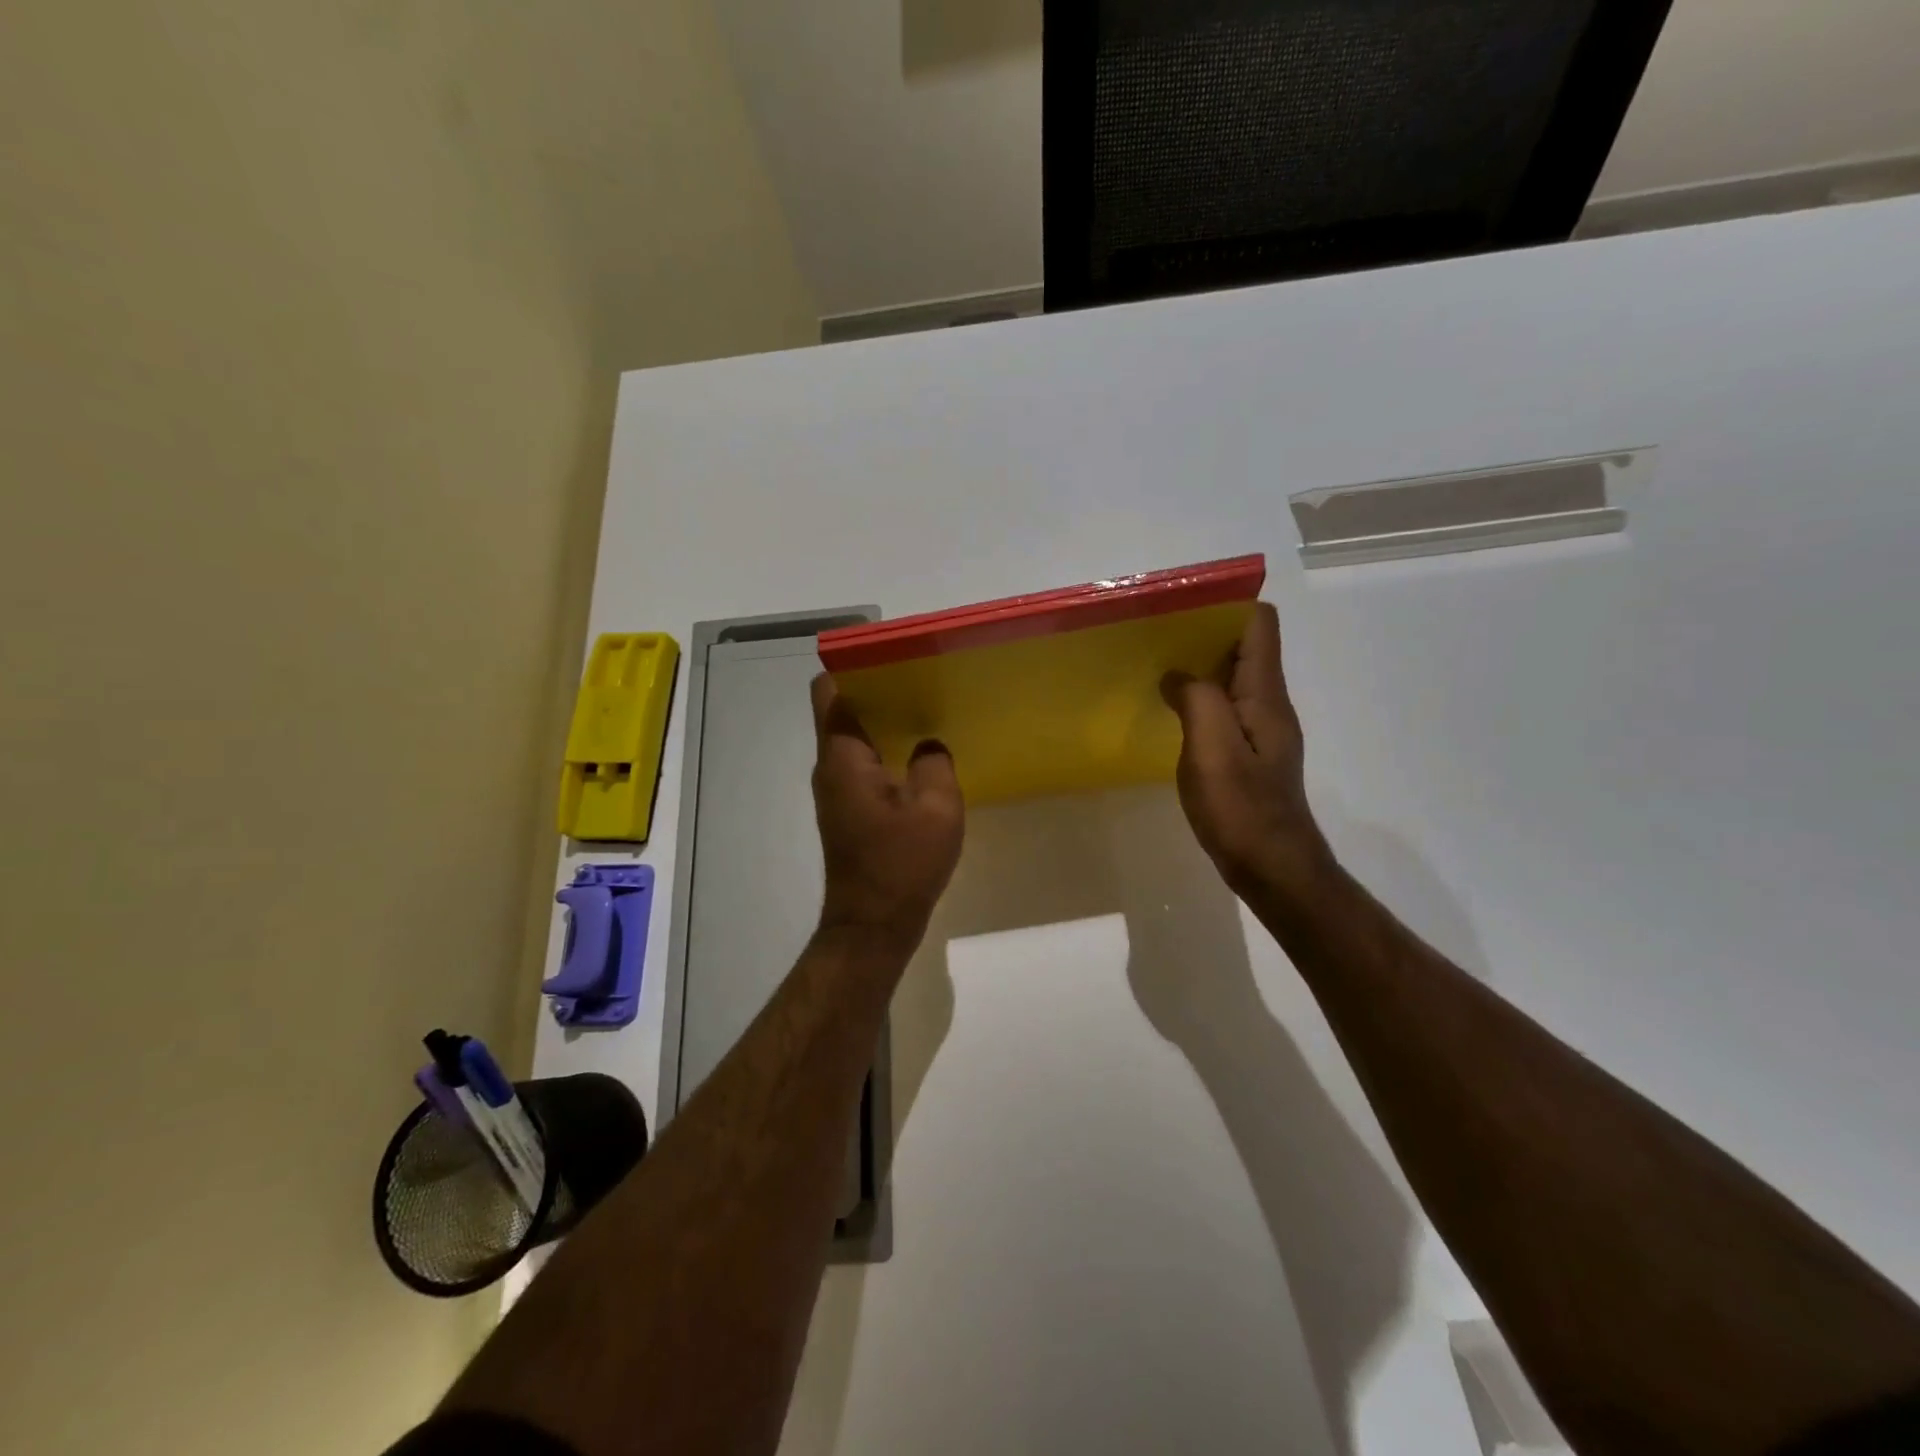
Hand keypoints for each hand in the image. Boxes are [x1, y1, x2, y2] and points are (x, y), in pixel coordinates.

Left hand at [810, 674, 964, 947]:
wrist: (873, 925)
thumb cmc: (901, 864)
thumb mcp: (936, 807)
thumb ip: (934, 761)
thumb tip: (928, 743)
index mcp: (843, 756)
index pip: (829, 691)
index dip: (854, 667)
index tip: (893, 659)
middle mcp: (830, 767)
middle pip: (843, 710)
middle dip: (878, 691)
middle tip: (923, 681)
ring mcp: (836, 791)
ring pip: (854, 739)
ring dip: (885, 724)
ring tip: (928, 712)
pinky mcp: (848, 811)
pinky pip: (863, 765)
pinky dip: (887, 752)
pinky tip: (922, 757)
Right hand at [1161, 602, 1333, 902]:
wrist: (1272, 867)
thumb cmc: (1242, 809)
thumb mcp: (1213, 749)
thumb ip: (1197, 700)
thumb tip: (1176, 675)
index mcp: (1264, 695)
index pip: (1259, 625)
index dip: (1226, 607)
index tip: (1181, 607)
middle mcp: (1267, 705)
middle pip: (1243, 647)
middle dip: (1203, 633)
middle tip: (1155, 635)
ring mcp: (1259, 730)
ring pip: (1231, 678)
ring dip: (1198, 666)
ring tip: (1154, 666)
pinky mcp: (1246, 753)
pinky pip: (1223, 708)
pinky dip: (1198, 698)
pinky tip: (1169, 712)